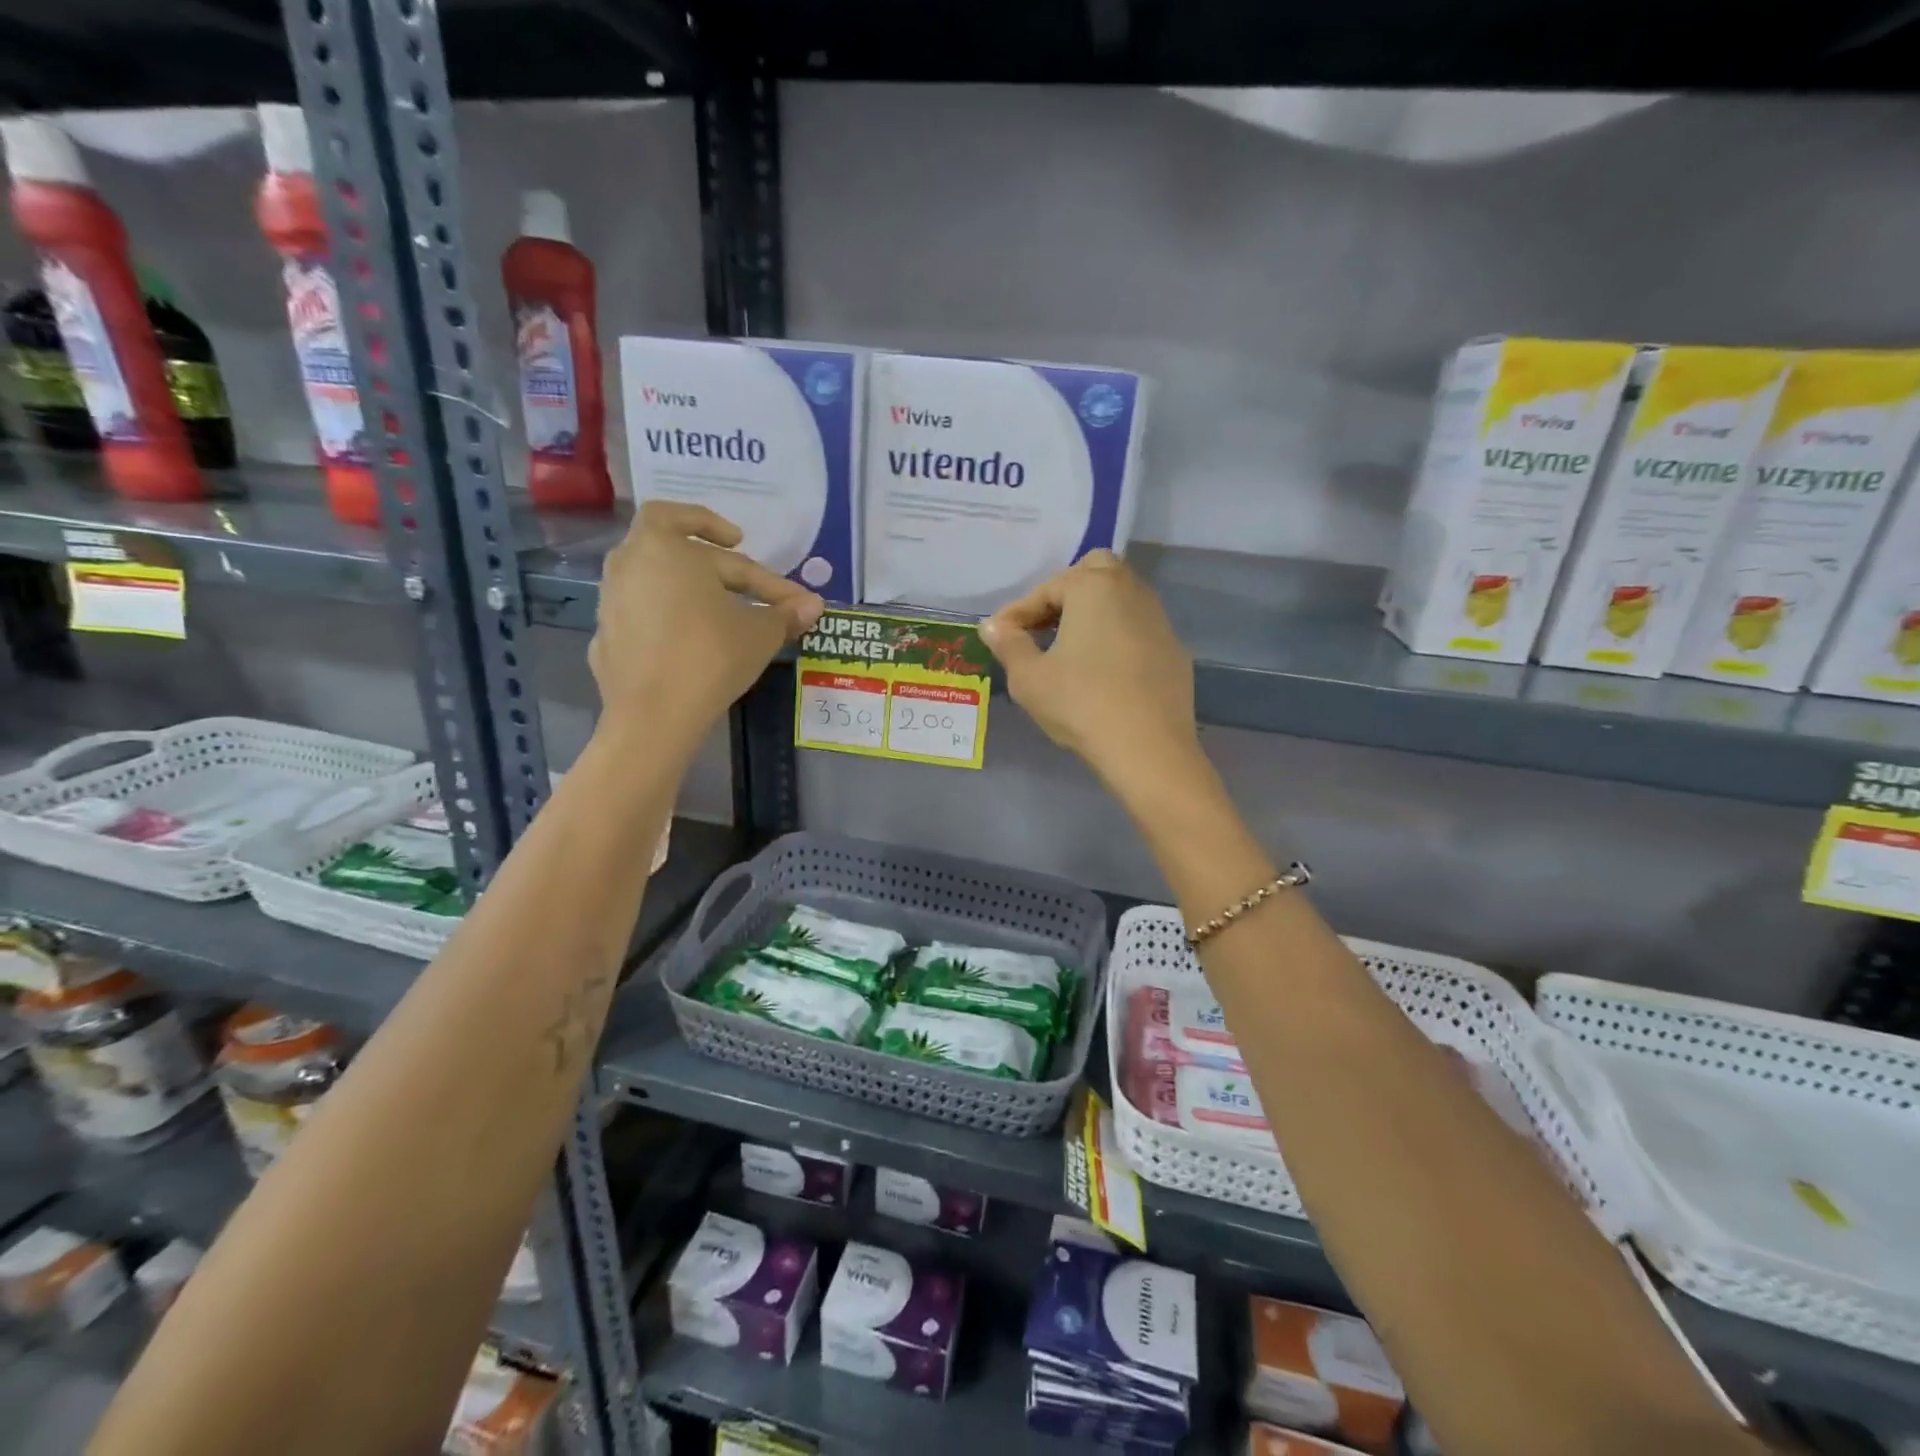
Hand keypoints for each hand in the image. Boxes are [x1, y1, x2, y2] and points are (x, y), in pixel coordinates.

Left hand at [589, 502, 821, 749]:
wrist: (655, 715)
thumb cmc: (711, 656)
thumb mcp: (761, 633)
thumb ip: (785, 613)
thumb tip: (815, 606)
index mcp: (664, 547)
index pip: (725, 553)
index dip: (765, 574)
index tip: (785, 591)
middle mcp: (628, 562)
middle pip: (676, 547)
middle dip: (718, 564)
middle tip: (746, 582)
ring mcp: (611, 599)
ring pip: (655, 577)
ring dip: (688, 585)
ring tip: (718, 608)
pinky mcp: (605, 634)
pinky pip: (643, 612)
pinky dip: (668, 617)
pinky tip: (689, 640)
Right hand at [981, 552, 1200, 797]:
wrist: (1147, 748)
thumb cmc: (1080, 704)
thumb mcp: (1029, 678)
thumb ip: (1009, 644)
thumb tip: (993, 626)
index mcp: (1094, 587)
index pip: (1047, 588)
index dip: (1018, 612)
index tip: (998, 636)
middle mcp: (1131, 591)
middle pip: (1095, 573)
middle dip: (1064, 594)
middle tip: (1041, 628)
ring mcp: (1159, 620)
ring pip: (1121, 600)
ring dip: (1092, 614)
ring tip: (1068, 649)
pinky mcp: (1174, 651)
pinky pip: (1137, 630)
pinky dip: (1115, 638)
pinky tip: (1102, 672)